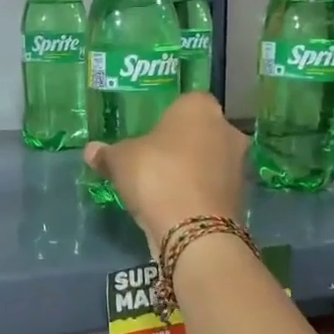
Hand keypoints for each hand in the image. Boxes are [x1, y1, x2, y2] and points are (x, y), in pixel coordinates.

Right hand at [84, 92, 248, 251]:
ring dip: (193, 171)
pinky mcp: (242, 197)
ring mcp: (239, 165)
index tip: (150, 135)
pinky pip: (214, 188)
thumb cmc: (157, 176)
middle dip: (182, 145)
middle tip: (154, 161)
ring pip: (210, 161)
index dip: (167, 118)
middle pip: (201, 132)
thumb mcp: (120, 161)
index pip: (184, 103)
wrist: (194, 231)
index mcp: (200, 108)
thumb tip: (92, 150)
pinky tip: (177, 207)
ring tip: (163, 188)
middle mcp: (227, 130)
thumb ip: (107, 153)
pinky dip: (199, 194)